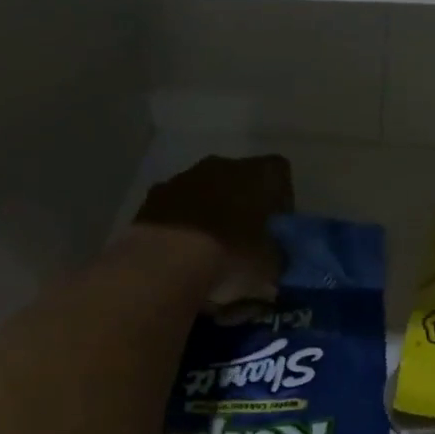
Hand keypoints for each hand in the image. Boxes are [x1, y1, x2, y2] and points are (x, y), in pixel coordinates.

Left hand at [132, 153, 292, 303]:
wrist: (165, 263)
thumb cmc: (230, 257)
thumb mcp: (271, 268)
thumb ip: (278, 258)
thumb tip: (276, 259)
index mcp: (259, 174)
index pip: (280, 173)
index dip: (281, 199)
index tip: (276, 226)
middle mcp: (223, 165)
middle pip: (239, 178)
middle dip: (242, 203)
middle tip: (243, 239)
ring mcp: (184, 178)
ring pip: (205, 190)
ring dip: (209, 212)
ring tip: (208, 250)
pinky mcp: (153, 197)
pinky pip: (175, 206)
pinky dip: (180, 223)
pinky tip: (180, 252)